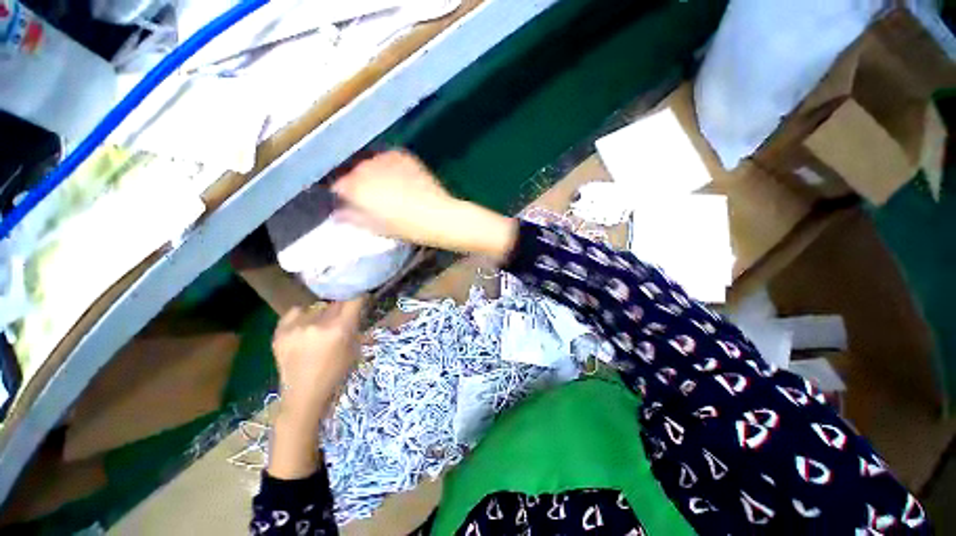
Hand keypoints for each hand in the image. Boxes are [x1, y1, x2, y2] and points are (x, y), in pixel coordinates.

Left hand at [268, 297, 364, 479]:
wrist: (303, 394)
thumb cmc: (336, 373)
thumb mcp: (354, 348)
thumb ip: (354, 325)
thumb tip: (358, 304)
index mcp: (340, 329)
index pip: (354, 299)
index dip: (359, 296)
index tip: (361, 297)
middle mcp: (318, 323)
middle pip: (335, 302)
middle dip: (341, 307)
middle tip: (341, 317)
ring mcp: (296, 327)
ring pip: (316, 307)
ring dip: (322, 314)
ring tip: (319, 327)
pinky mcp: (279, 331)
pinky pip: (296, 312)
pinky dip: (302, 316)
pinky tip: (304, 328)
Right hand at [331, 150, 454, 244]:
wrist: (436, 216)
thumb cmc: (404, 227)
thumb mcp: (374, 227)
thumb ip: (352, 217)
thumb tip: (340, 212)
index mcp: (354, 187)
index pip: (339, 186)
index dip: (346, 196)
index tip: (354, 204)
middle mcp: (365, 167)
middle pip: (355, 172)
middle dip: (360, 183)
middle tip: (374, 197)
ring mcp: (385, 159)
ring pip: (372, 164)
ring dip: (375, 173)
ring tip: (390, 188)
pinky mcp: (403, 156)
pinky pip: (389, 159)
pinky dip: (390, 167)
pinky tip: (402, 179)